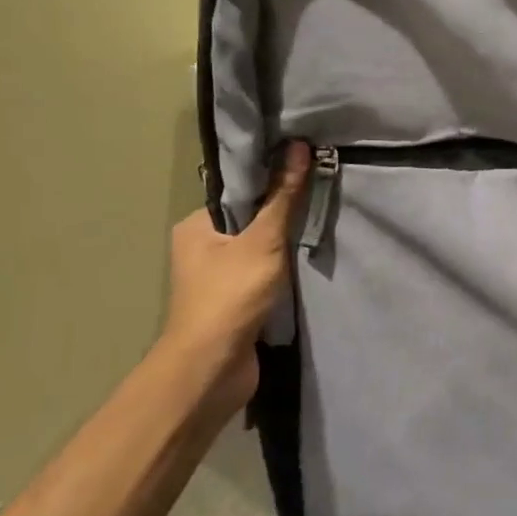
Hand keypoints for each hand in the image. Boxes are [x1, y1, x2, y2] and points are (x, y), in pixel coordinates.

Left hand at [157, 143, 310, 394]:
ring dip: (286, 248)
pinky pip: (264, 277)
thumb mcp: (263, 240)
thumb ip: (283, 197)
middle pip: (251, 220)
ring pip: (260, 251)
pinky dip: (284, 274)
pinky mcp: (235, 304)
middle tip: (320, 201)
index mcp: (196, 226)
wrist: (212, 369)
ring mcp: (218, 280)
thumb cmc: (231, 296)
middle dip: (283, 216)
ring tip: (320, 230)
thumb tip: (300, 146)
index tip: (307, 171)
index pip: (239, 192)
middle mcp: (202, 249)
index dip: (272, 180)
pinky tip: (308, 266)